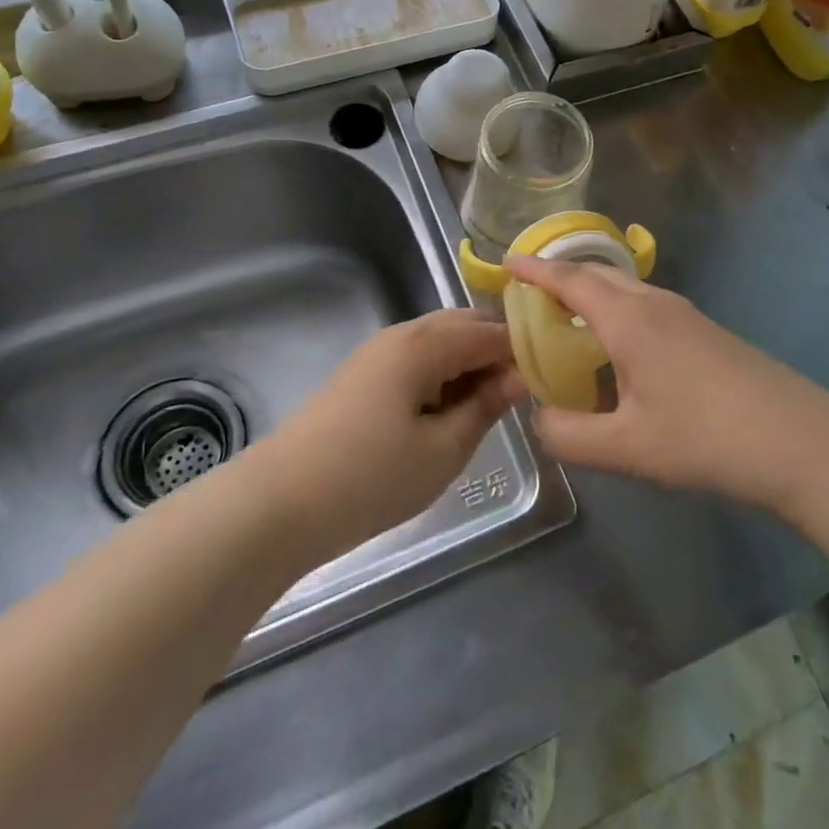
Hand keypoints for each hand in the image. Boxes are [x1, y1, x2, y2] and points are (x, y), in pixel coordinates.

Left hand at [252, 309, 523, 560]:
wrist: (278, 503)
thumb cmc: (370, 478)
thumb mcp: (443, 450)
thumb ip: (485, 407)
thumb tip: (519, 377)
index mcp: (425, 343)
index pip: (490, 331)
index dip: (523, 351)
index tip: (550, 378)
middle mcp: (401, 334)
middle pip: (463, 326)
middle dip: (495, 352)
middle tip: (520, 395)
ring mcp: (377, 352)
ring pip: (438, 341)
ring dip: (467, 363)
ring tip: (487, 407)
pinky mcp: (362, 375)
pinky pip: (416, 359)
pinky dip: (441, 374)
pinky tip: (447, 411)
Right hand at [505, 256, 828, 514]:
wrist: (801, 442)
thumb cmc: (707, 438)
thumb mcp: (627, 448)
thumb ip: (569, 434)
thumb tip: (538, 417)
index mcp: (629, 319)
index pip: (570, 279)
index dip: (534, 269)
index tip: (505, 260)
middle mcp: (655, 304)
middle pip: (597, 274)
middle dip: (560, 277)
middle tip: (529, 295)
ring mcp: (686, 315)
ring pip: (625, 289)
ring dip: (590, 294)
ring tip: (566, 320)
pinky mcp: (705, 332)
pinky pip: (645, 306)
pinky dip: (615, 311)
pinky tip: (617, 349)